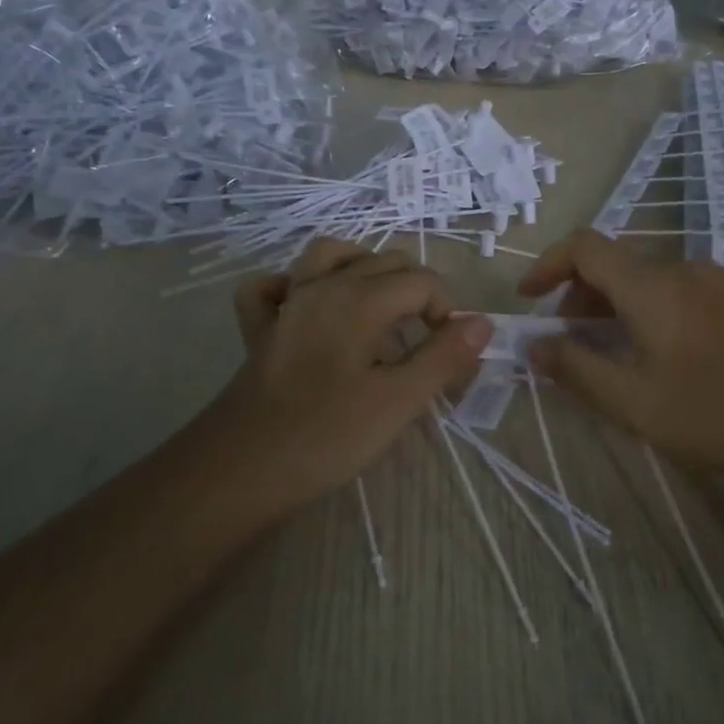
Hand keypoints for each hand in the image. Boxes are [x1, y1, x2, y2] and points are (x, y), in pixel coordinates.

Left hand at [215, 240, 490, 504]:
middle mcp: (323, 286)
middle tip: (425, 341)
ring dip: (362, 269)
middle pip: (384, 262)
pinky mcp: (261, 327)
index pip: (422, 281)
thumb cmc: (327, 435)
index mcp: (359, 299)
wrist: (242, 468)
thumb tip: (481, 323)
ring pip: (329, 255)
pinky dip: (295, 285)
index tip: (450, 353)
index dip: (447, 311)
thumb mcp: (399, 401)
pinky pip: (274, 285)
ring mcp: (287, 302)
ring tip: (380, 306)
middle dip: (415, 291)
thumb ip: (443, 357)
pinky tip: (309, 308)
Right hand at [518, 230, 723, 486]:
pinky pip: (678, 290)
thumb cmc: (719, 413)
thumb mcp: (635, 403)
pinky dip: (649, 308)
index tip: (528, 299)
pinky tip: (662, 353)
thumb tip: (535, 345)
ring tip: (613, 352)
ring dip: (615, 305)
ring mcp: (718, 281)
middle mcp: (683, 268)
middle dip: (579, 295)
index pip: (584, 247)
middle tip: (569, 342)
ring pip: (648, 278)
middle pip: (615, 263)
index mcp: (651, 285)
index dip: (547, 265)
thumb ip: (577, 370)